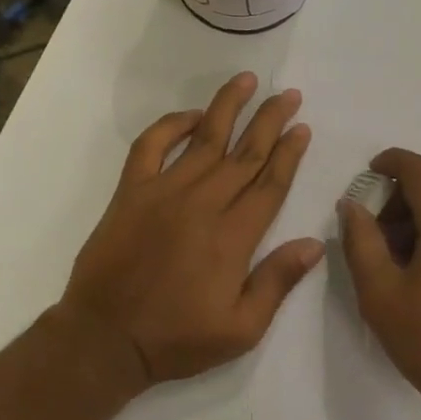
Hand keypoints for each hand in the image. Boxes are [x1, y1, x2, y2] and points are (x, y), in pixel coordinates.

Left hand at [60, 73, 322, 390]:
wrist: (105, 338)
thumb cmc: (176, 339)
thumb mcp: (241, 329)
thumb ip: (277, 282)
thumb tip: (315, 243)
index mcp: (233, 237)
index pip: (270, 183)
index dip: (289, 153)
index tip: (302, 127)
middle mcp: (203, 204)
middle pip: (245, 153)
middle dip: (270, 120)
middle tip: (288, 94)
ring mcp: (164, 192)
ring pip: (205, 140)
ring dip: (228, 108)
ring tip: (246, 81)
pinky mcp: (131, 192)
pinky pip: (151, 146)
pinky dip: (170, 125)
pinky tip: (191, 115)